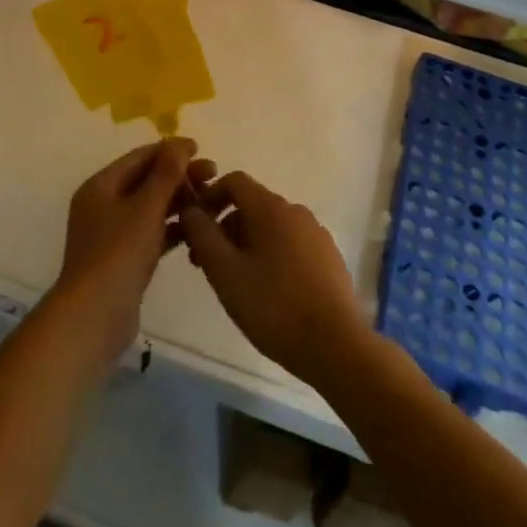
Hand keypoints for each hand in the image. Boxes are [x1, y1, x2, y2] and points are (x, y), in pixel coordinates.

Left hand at [50, 139, 214, 368]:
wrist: (94, 318)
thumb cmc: (118, 254)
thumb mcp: (145, 208)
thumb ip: (165, 174)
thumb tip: (179, 144)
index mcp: (100, 186)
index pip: (139, 157)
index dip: (170, 150)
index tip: (200, 149)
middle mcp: (103, 205)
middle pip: (145, 181)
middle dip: (179, 176)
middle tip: (213, 174)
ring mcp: (112, 234)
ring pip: (150, 208)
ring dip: (178, 201)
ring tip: (211, 200)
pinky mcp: (123, 260)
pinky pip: (151, 233)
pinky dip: (171, 228)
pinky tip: (197, 228)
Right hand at [179, 172, 370, 388]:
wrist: (336, 345)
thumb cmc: (273, 306)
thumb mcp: (225, 272)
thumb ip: (202, 235)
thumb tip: (189, 210)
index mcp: (271, 208)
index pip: (234, 181)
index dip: (210, 196)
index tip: (194, 226)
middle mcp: (296, 211)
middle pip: (252, 205)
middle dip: (225, 227)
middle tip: (207, 264)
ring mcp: (316, 234)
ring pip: (271, 227)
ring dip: (246, 244)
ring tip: (235, 282)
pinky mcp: (328, 258)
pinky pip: (290, 244)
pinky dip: (271, 255)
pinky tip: (267, 292)